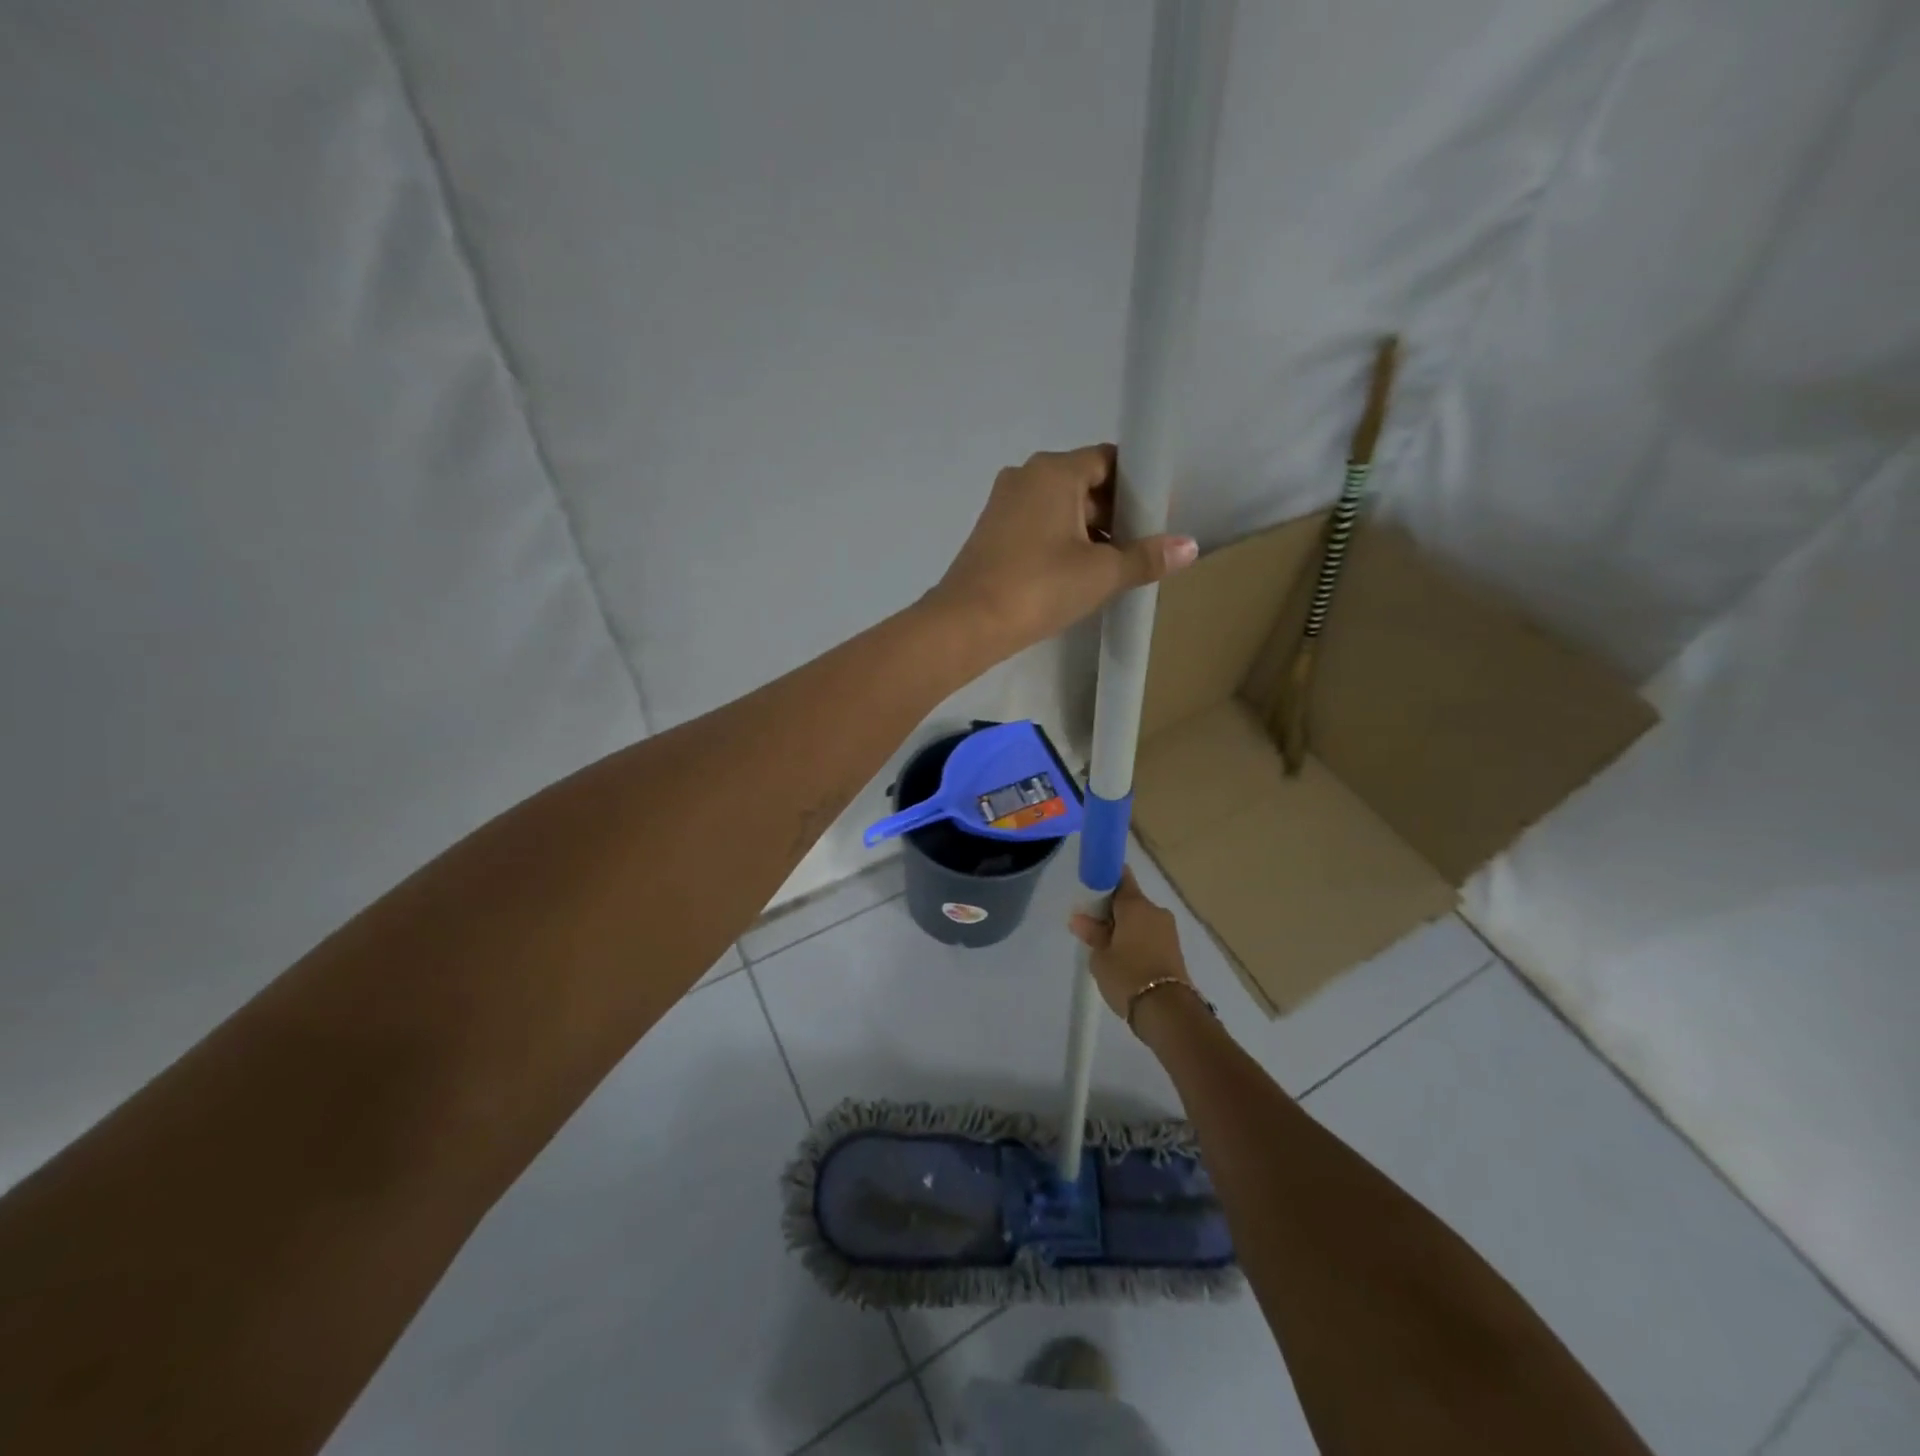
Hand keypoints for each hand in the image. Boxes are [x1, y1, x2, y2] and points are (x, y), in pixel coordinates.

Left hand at [926, 446, 1197, 657]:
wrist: (966, 624)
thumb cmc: (1038, 588)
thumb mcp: (1100, 574)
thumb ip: (1146, 557)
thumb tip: (1189, 546)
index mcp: (1054, 470)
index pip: (1109, 460)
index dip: (1139, 486)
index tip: (1159, 516)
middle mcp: (1026, 476)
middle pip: (1085, 483)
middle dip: (1116, 512)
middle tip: (1142, 547)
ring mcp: (1003, 504)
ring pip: (1061, 507)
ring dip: (1090, 531)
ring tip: (1115, 566)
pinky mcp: (992, 532)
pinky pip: (1039, 526)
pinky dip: (1062, 542)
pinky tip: (1078, 574)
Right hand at [1068, 868, 1192, 1022]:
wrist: (1168, 1011)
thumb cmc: (1127, 975)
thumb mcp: (1101, 956)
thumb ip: (1092, 933)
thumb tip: (1079, 919)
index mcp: (1136, 904)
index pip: (1120, 877)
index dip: (1104, 880)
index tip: (1090, 892)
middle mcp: (1155, 911)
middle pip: (1130, 900)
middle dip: (1112, 910)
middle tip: (1093, 928)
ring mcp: (1168, 930)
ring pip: (1141, 920)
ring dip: (1125, 927)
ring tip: (1107, 949)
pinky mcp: (1174, 950)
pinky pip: (1150, 935)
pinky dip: (1137, 941)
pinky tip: (1124, 959)